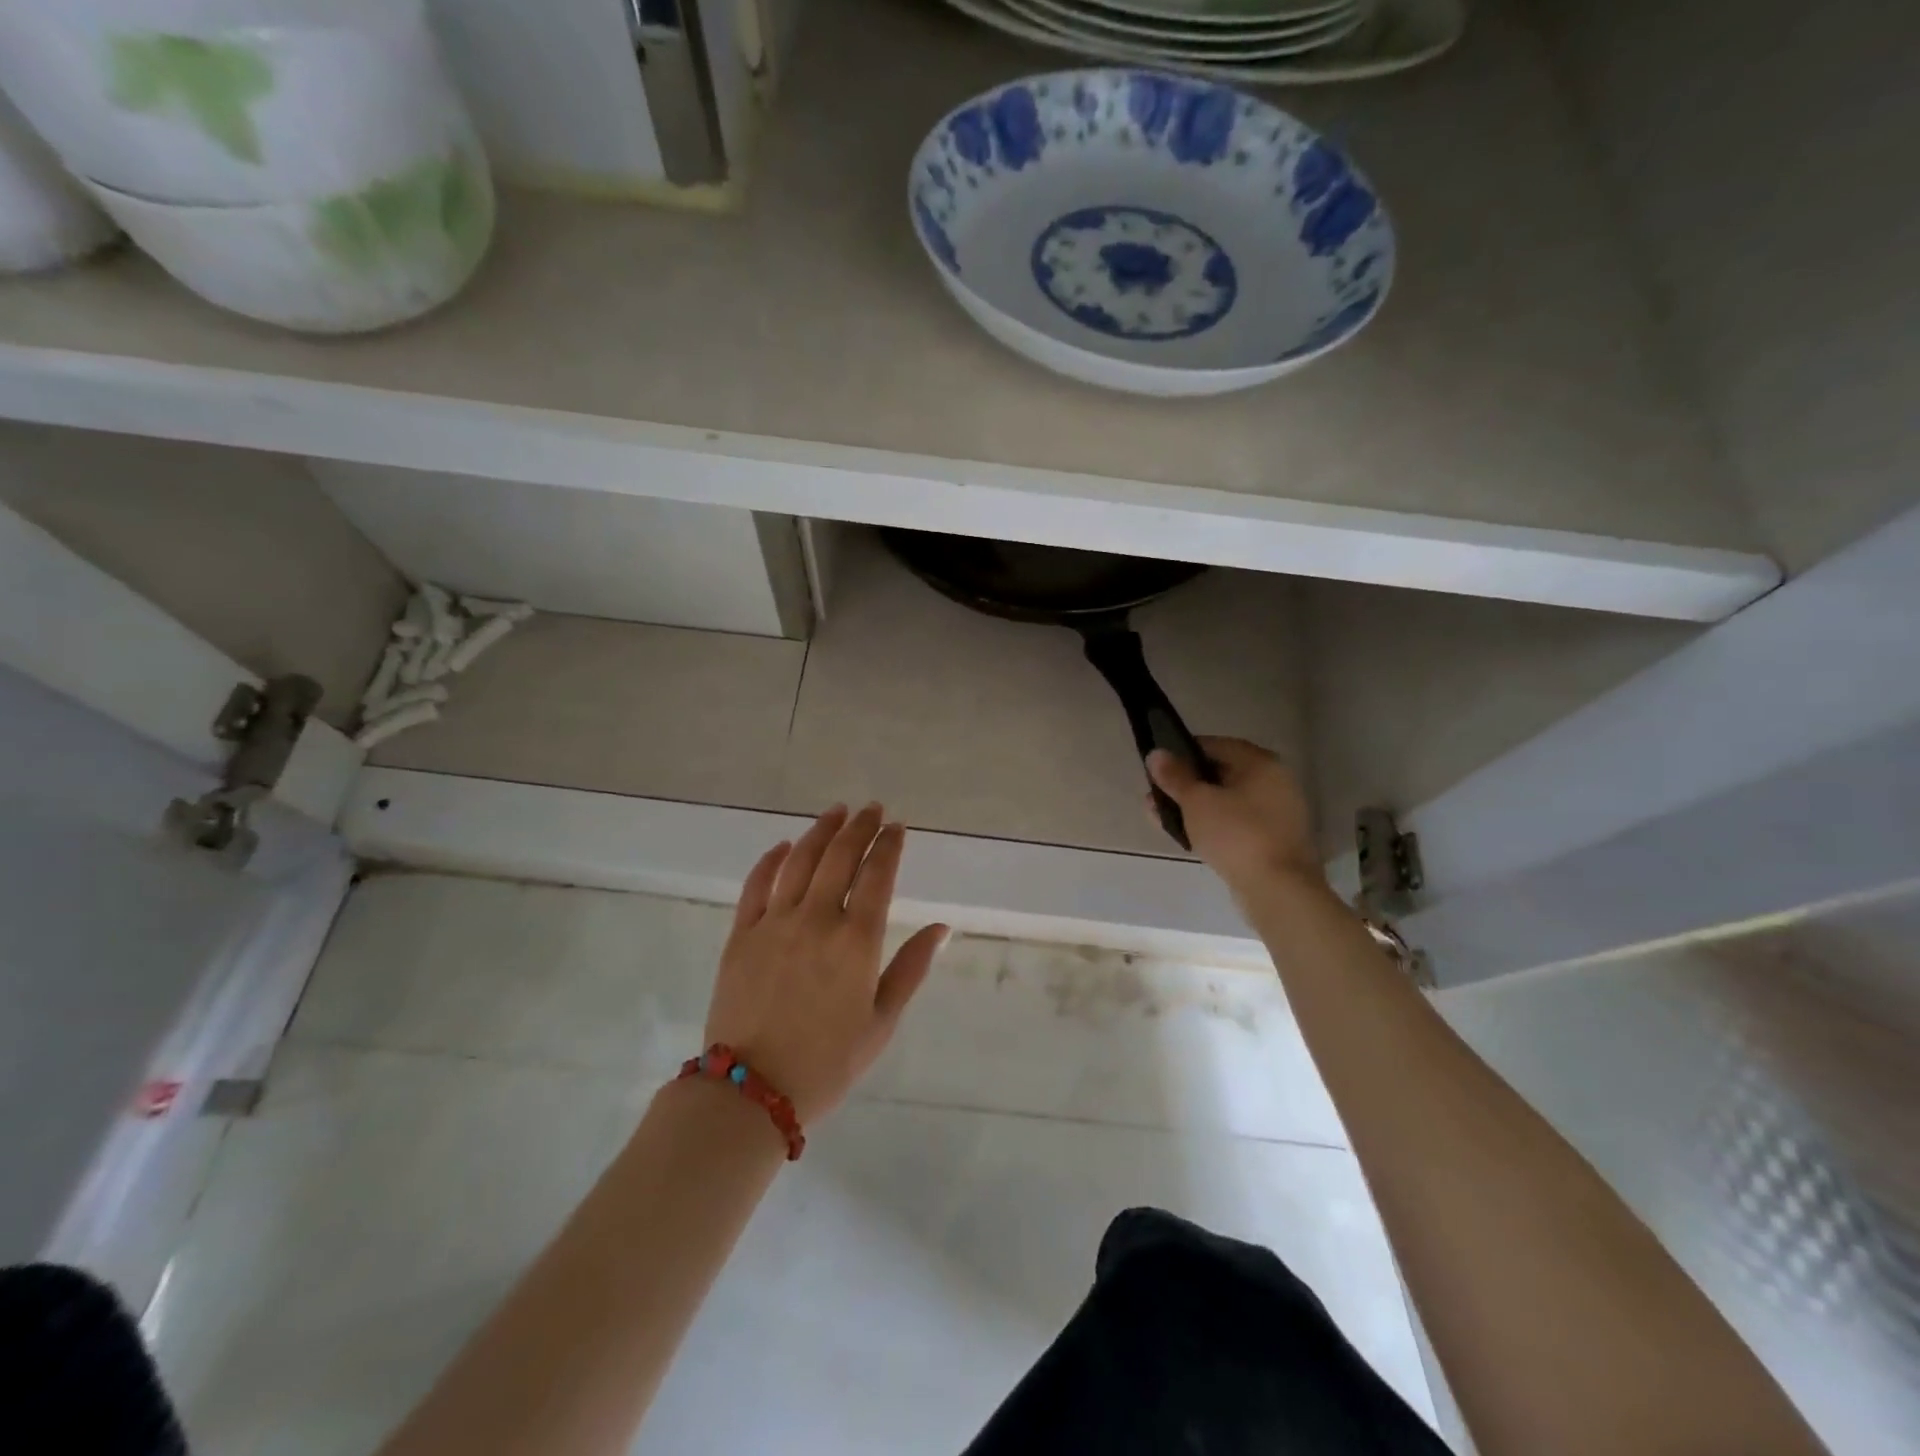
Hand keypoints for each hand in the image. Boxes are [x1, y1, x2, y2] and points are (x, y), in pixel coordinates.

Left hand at [704, 804, 947, 1124]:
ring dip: (821, 831)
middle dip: (860, 827)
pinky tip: (784, 845)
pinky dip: (772, 859)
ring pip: (800, 861)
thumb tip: (941, 927)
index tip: (897, 827)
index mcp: (857, 941)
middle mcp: (817, 920)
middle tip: (872, 809)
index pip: (878, 875)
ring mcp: (775, 923)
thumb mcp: (882, 1022)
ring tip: (837, 812)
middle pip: (840, 857)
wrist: (751, 1093)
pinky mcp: (741, 934)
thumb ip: (911, 968)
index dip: (889, 845)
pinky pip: (757, 884)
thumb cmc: (828, 1063)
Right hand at [1147, 737, 1322, 893]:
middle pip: (1221, 774)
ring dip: (1194, 806)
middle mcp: (1275, 782)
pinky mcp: (1272, 840)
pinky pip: (1235, 823)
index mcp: (1261, 764)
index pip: (1216, 745)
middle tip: (1156, 795)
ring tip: (1162, 817)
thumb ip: (1175, 776)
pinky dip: (1212, 824)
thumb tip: (1156, 754)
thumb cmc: (1236, 834)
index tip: (1159, 767)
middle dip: (1185, 784)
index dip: (1183, 752)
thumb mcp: (1196, 801)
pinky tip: (1187, 835)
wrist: (1277, 890)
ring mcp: (1277, 813)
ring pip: (1226, 801)